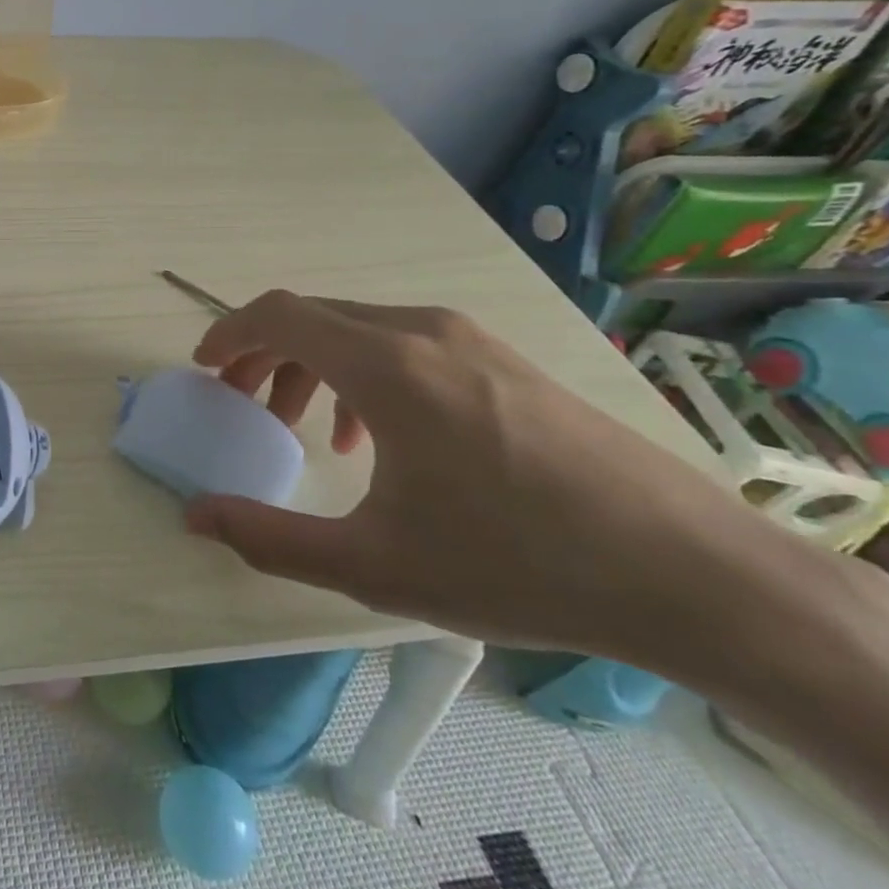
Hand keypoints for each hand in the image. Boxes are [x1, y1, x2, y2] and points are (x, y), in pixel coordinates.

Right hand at [183, 291, 776, 659]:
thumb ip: (268, 538)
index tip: (204, 367)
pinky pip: (406, 345)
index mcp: (386, 365)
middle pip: (314, 318)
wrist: (693, 574)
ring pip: (360, 330)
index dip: (228, 332)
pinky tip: (379, 439)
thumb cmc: (516, 564)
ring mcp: (471, 341)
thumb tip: (195, 517)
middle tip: (241, 404)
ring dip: (313, 366)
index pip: (279, 314)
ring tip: (304, 428)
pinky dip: (363, 373)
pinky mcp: (504, 361)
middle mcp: (423, 332)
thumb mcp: (373, 565)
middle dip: (264, 354)